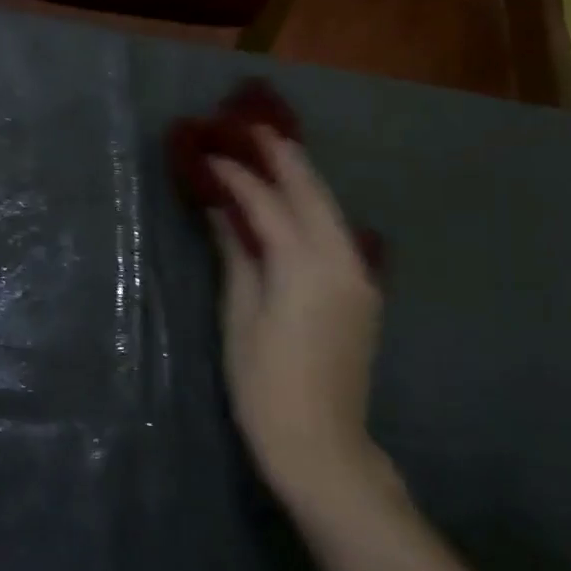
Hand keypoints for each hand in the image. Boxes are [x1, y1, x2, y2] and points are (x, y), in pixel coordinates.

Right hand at [210, 130, 387, 512]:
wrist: (321, 444)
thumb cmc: (264, 383)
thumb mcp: (240, 316)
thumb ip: (237, 255)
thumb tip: (223, 211)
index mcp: (305, 266)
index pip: (267, 204)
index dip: (237, 176)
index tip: (209, 153)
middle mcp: (341, 260)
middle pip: (311, 194)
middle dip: (282, 157)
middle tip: (251, 126)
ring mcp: (359, 275)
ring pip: (330, 210)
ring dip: (301, 178)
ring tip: (272, 150)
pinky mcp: (361, 291)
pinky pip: (336, 232)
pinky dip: (313, 207)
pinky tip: (294, 199)